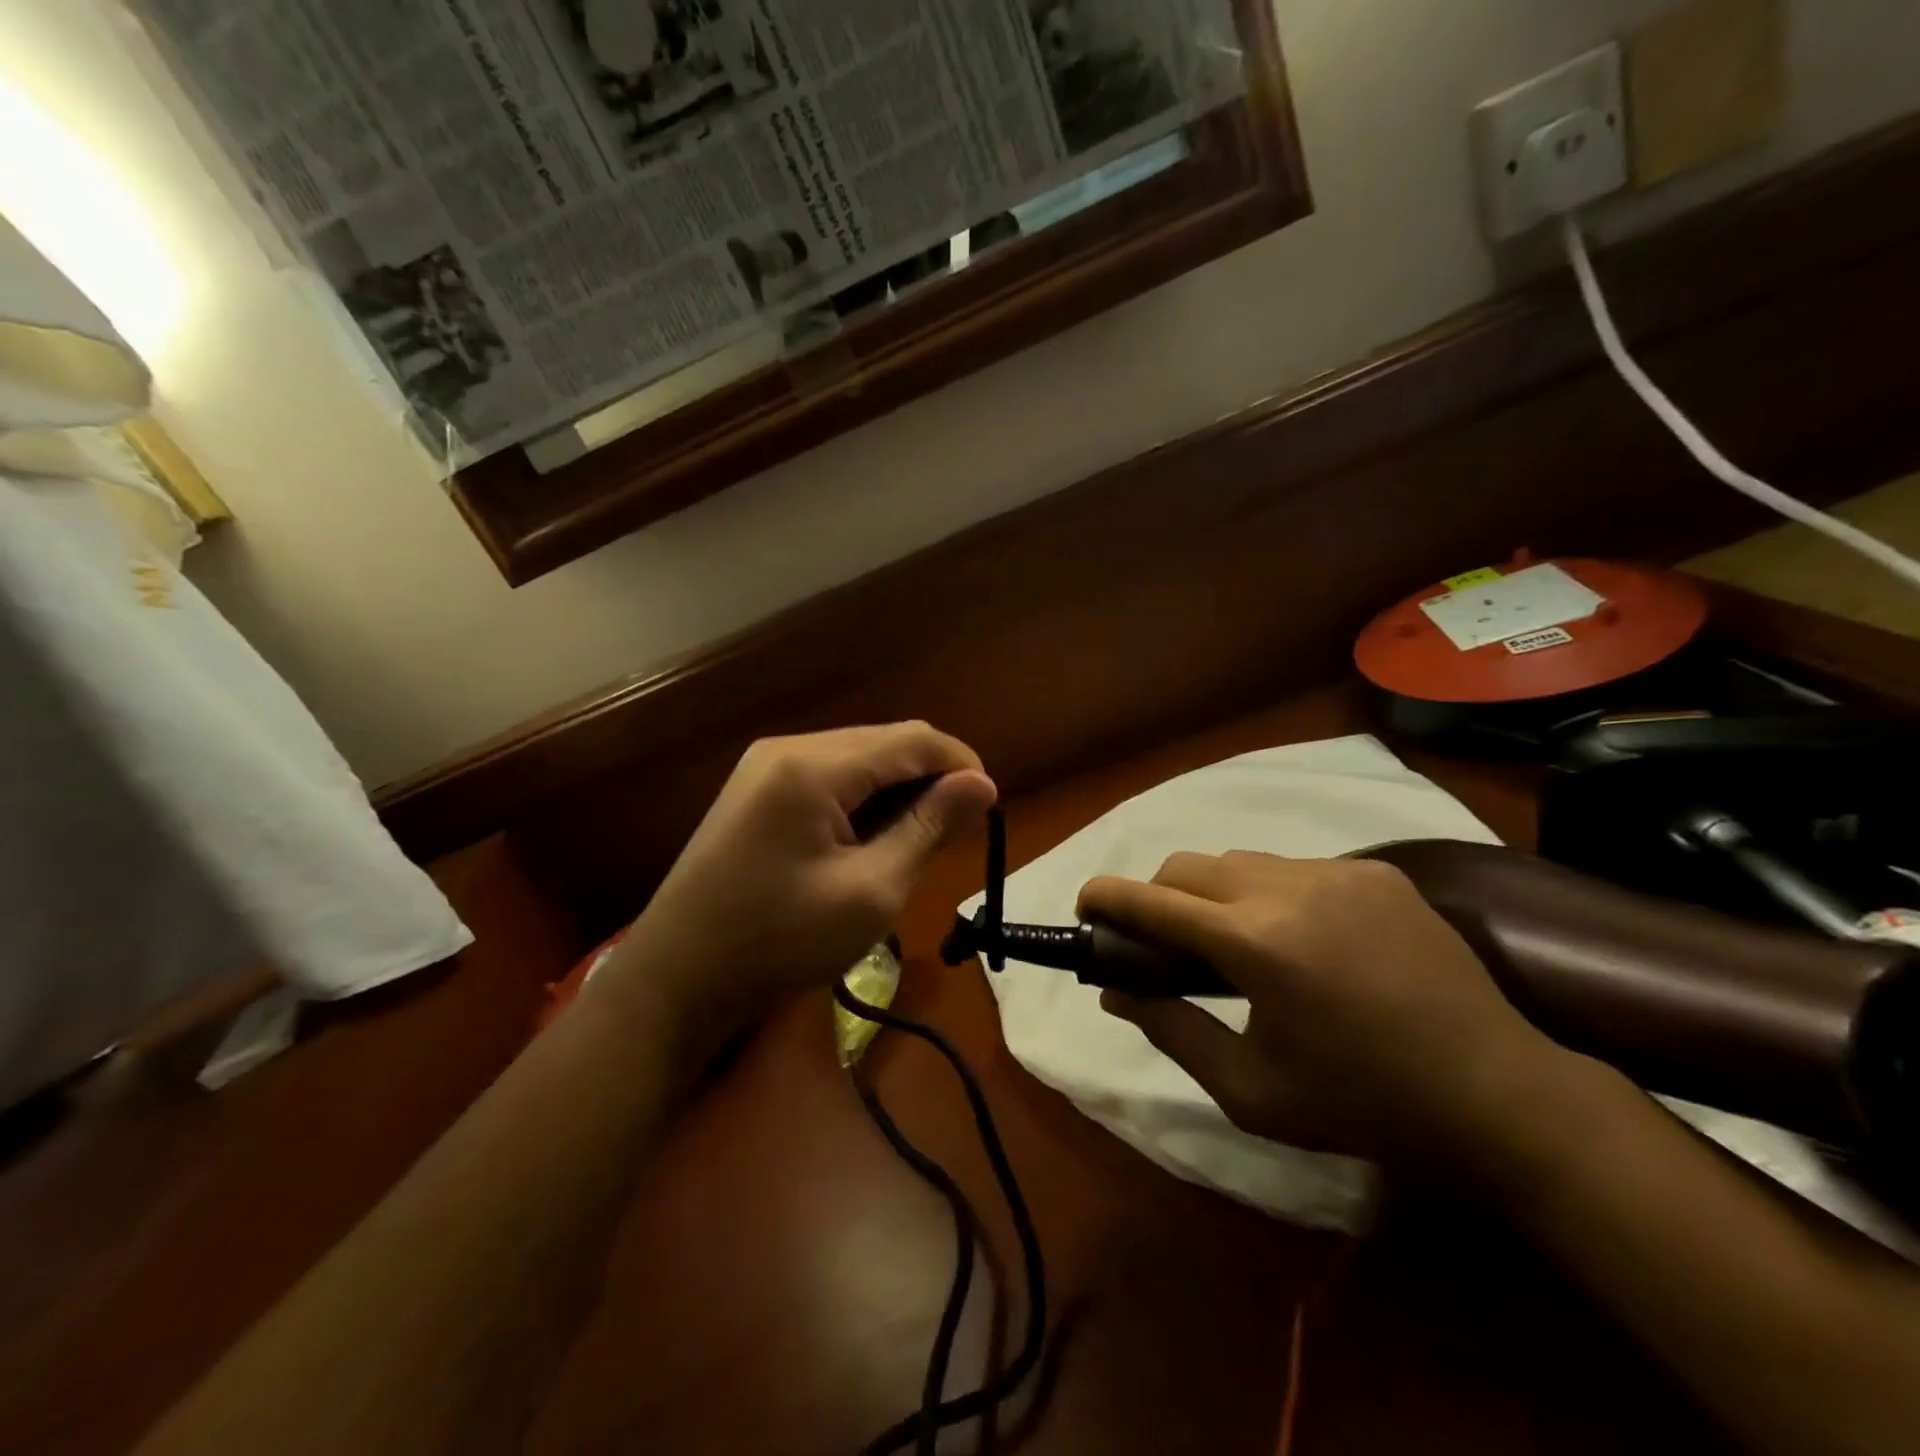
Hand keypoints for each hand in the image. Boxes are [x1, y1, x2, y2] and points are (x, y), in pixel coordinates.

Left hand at [600, 724, 996, 1045]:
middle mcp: (789, 748)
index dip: (962, 764)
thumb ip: (928, 827)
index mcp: (814, 766)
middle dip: (931, 778)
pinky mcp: (757, 790)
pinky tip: (876, 838)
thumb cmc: (779, 942)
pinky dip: (865, 800)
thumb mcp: (870, 891)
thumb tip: (981, 784)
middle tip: (960, 833)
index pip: (912, 739)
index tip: (990, 809)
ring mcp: (766, 766)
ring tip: (923, 840)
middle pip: (885, 742)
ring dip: (900, 790)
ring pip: (859, 758)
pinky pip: (830, 777)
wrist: (676, 980)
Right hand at [1078, 852, 1564, 1167]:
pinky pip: (1294, 868)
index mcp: (1256, 944)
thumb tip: (1114, 992)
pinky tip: (1297, 939)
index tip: (1085, 903)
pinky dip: (1269, 892)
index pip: (1154, 901)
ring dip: (1213, 892)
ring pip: (1239, 861)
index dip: (1108, 897)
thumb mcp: (1250, 1091)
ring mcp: (1339, 872)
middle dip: (1158, 895)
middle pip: (1189, 866)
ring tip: (1232, 943)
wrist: (1496, 1095)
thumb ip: (1171, 1030)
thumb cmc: (1361, 1105)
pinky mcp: (1377, 872)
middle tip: (1161, 943)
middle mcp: (1290, 889)